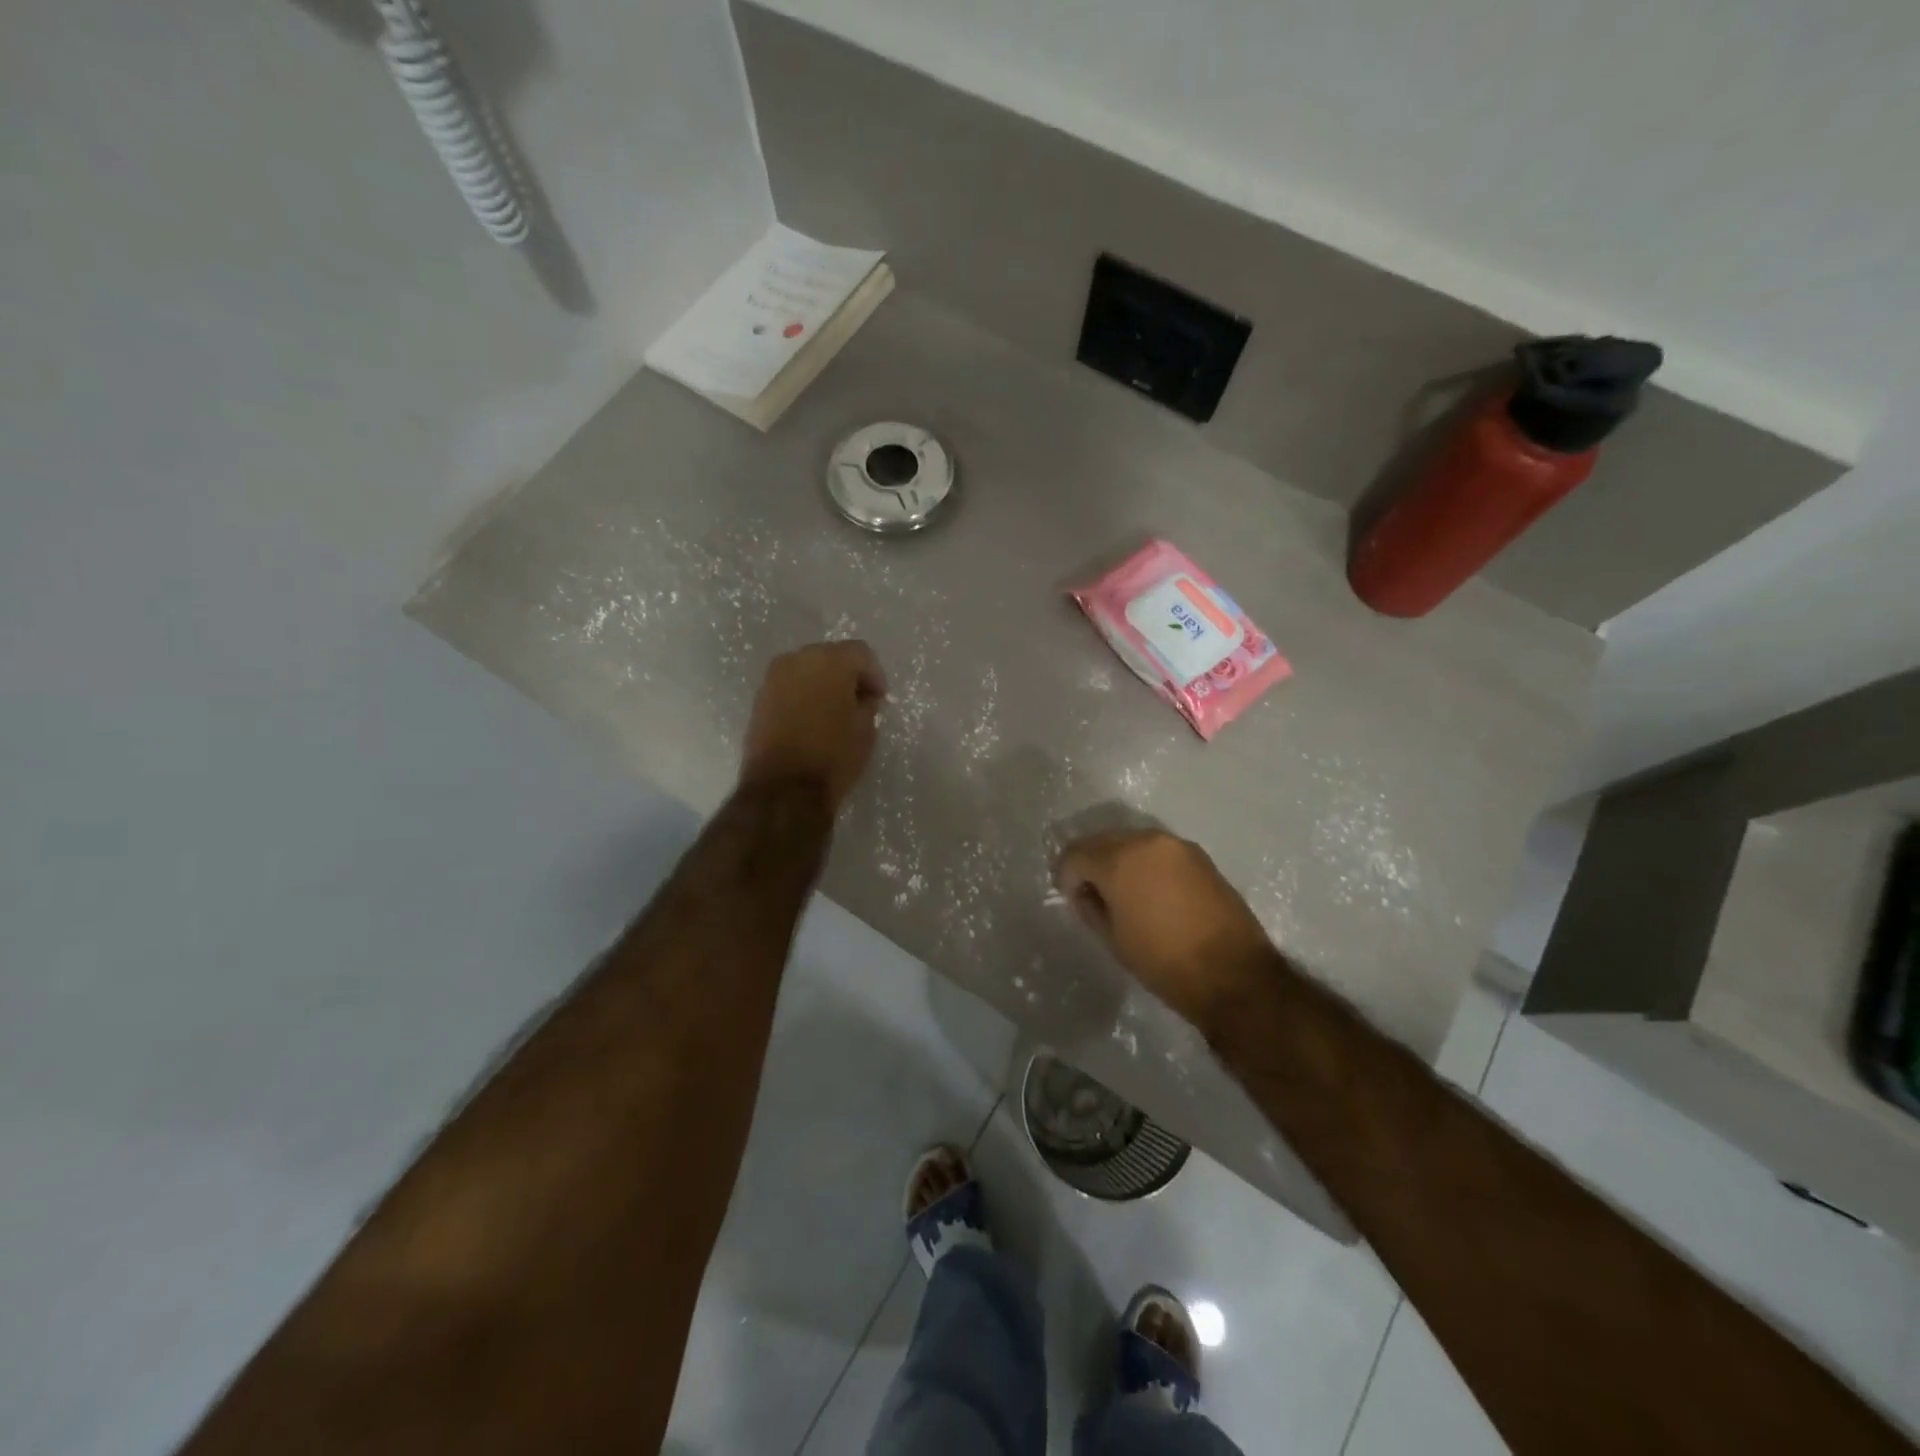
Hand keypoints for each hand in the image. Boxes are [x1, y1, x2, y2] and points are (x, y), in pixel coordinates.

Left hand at [740, 641, 887, 812]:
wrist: (784, 788)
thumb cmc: (833, 755)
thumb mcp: (866, 729)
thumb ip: (867, 704)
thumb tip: (861, 697)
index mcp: (830, 660)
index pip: (860, 653)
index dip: (874, 674)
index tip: (879, 698)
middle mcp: (798, 659)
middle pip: (830, 656)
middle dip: (846, 675)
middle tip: (858, 702)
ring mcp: (773, 677)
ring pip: (806, 670)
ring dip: (822, 685)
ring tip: (834, 712)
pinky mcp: (759, 698)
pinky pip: (789, 687)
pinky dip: (803, 696)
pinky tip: (812, 720)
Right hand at [1054, 828, 1272, 1032]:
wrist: (1234, 974)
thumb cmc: (1164, 962)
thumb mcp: (1113, 940)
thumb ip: (1090, 907)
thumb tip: (1085, 892)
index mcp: (1119, 860)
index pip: (1075, 854)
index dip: (1065, 875)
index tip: (1069, 896)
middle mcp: (1146, 841)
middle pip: (1103, 840)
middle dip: (1091, 862)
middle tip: (1090, 892)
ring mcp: (1177, 845)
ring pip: (1132, 842)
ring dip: (1118, 860)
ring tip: (1121, 892)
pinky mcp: (1199, 856)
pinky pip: (1158, 851)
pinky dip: (1145, 864)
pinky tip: (1149, 891)